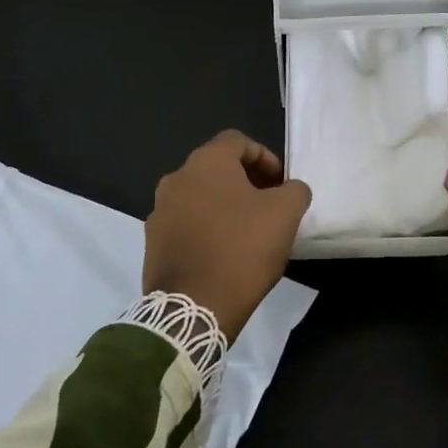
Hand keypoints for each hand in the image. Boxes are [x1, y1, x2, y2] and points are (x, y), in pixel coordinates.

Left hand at [144, 130, 312, 340]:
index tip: (281, 182)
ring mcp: (159, 211)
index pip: (237, 141)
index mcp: (206, 162)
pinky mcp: (153, 243)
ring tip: (248, 230)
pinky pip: (186, 224)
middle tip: (269, 204)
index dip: (264, 156)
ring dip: (224, 205)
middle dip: (246, 181)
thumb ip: (295, 190)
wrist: (194, 306)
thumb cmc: (242, 248)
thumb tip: (290, 190)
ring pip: (199, 197)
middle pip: (216, 168)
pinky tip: (225, 252)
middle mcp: (176, 179)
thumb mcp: (286, 213)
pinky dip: (207, 228)